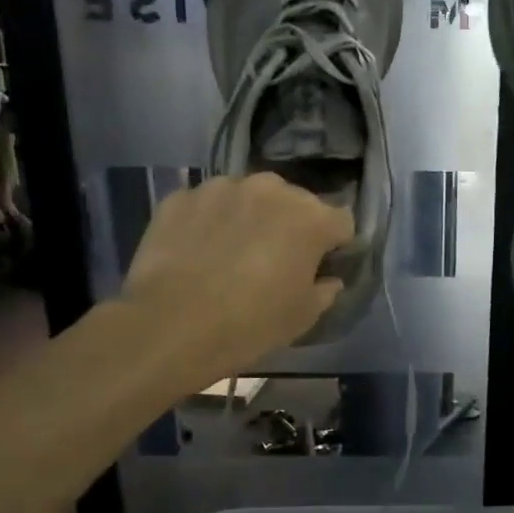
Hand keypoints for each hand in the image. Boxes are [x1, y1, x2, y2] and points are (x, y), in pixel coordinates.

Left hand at [122, 173, 352, 379]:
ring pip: (249, 198)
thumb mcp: (303, 317)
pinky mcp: (182, 197)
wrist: (172, 325)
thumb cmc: (252, 323)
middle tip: (277, 260)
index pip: (341, 221)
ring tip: (233, 253)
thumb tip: (328, 279)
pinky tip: (199, 253)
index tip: (322, 266)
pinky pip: (208, 206)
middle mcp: (270, 189)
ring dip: (250, 218)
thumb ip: (325, 290)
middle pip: (294, 202)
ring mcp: (222, 188)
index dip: (336, 245)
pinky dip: (210, 222)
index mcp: (311, 218)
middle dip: (292, 225)